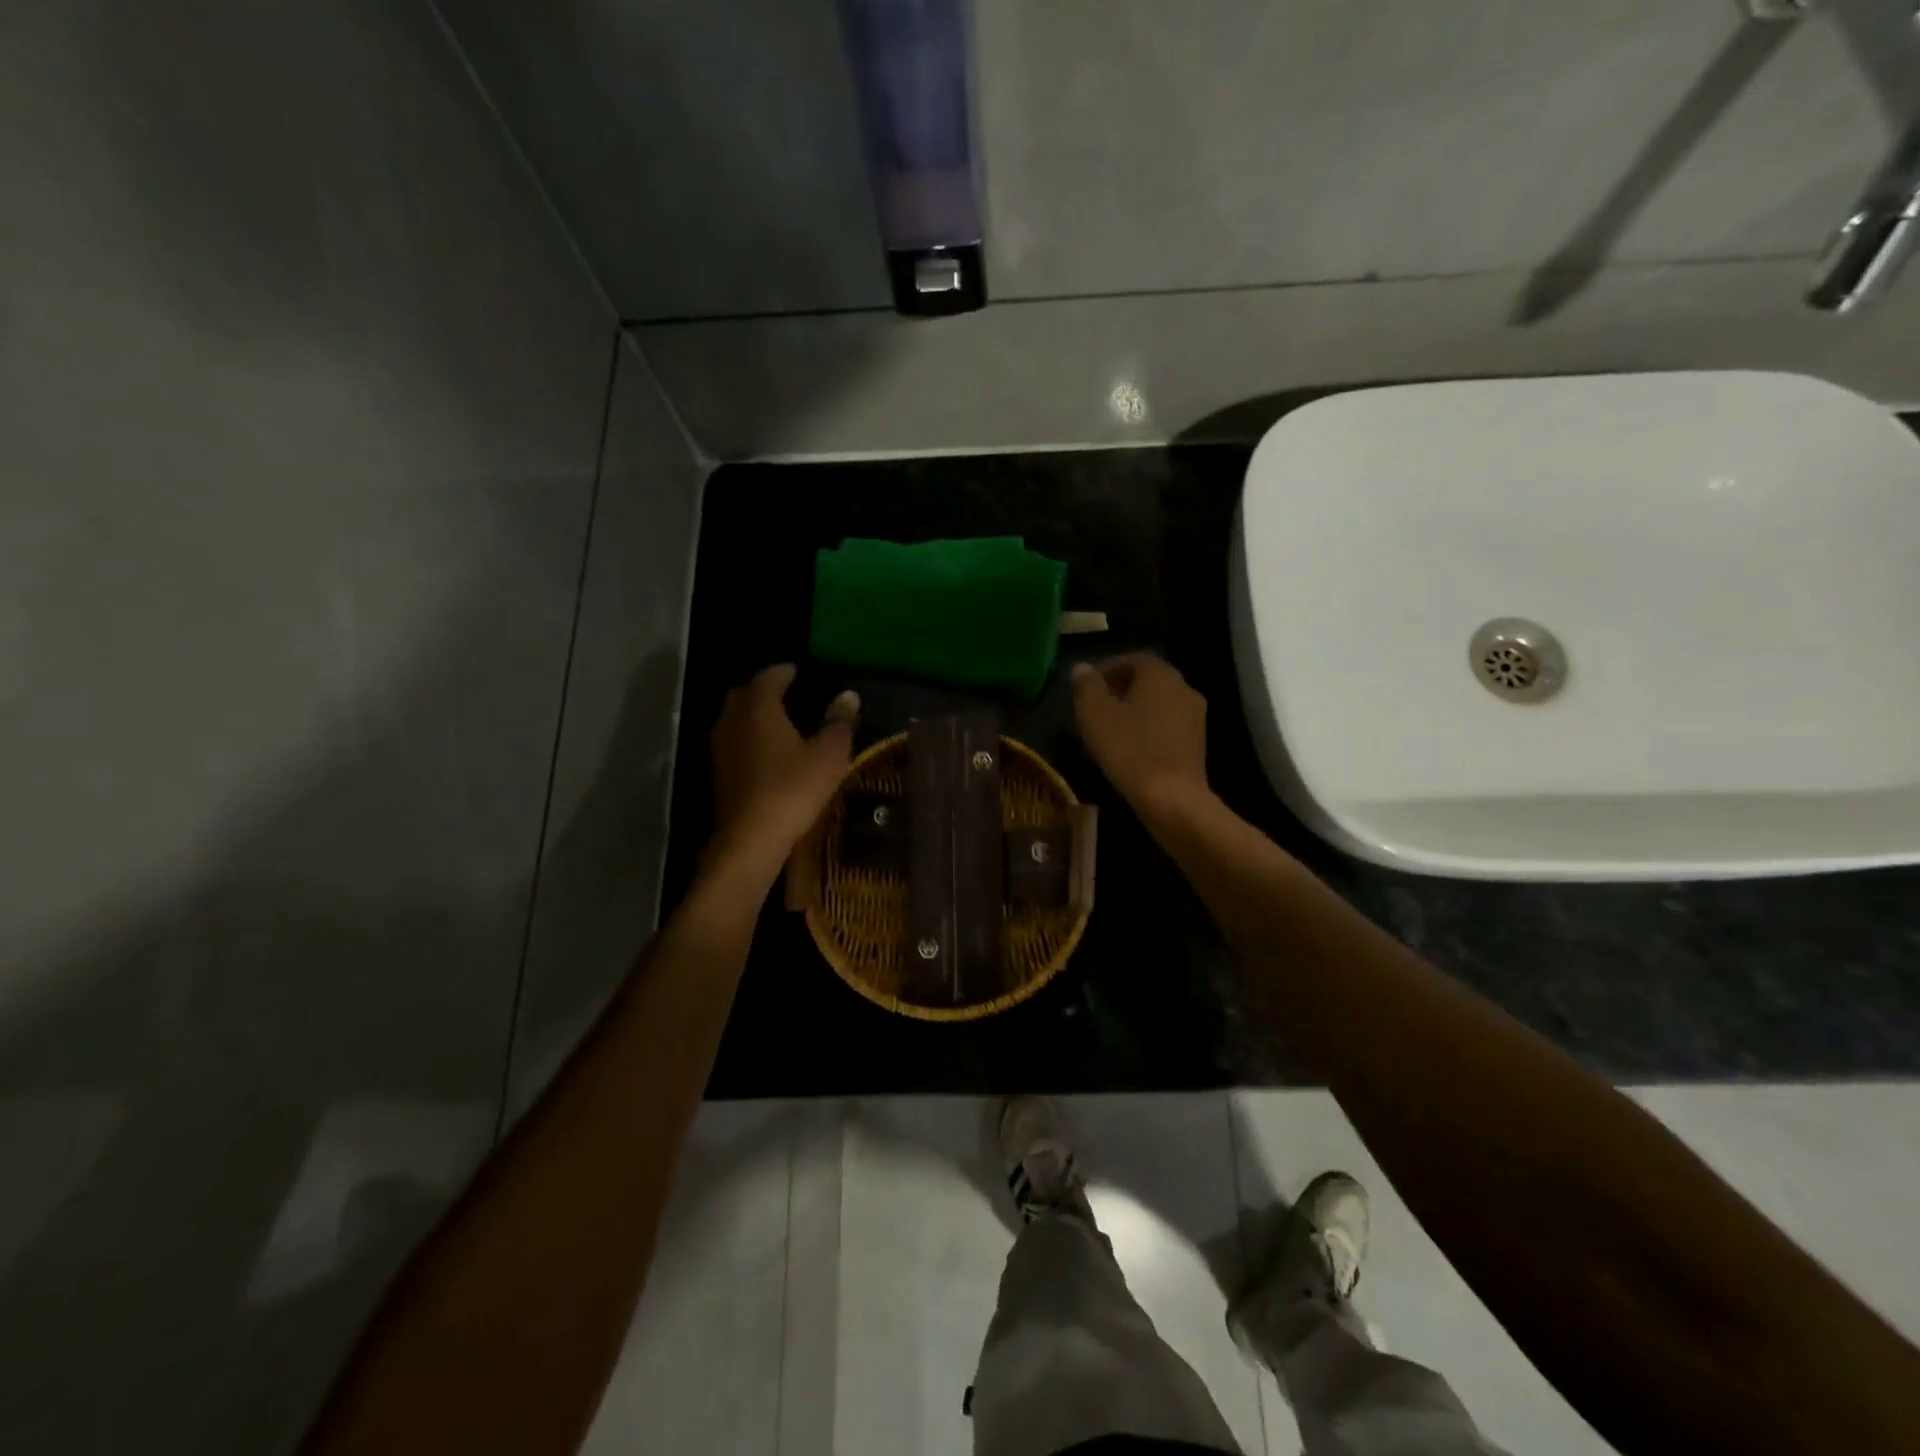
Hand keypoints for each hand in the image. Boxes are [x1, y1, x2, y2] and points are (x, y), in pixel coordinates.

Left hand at [708, 665, 858, 874]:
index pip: (768, 677)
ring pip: (735, 719)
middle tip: (786, 692)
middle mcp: (733, 720)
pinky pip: (733, 742)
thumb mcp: (828, 755)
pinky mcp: (718, 772)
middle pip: (744, 694)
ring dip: (753, 715)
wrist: (751, 838)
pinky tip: (766, 752)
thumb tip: (848, 694)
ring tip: (778, 721)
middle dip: (763, 690)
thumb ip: (839, 722)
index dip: (784, 672)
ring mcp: (721, 748)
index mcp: (759, 708)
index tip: (797, 671)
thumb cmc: (793, 788)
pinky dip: (748, 738)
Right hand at [1071, 653, 1209, 817]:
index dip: (1107, 669)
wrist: (1172, 798)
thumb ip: (1086, 686)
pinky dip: (1148, 728)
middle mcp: (1183, 687)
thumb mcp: (1095, 715)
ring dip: (1135, 709)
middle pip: (1148, 680)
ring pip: (1158, 703)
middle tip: (1095, 707)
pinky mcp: (1197, 742)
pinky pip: (1168, 724)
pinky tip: (1131, 747)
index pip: (1132, 659)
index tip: (1087, 687)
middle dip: (1120, 689)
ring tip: (1109, 729)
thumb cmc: (1129, 749)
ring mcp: (1195, 716)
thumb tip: (1082, 668)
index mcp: (1160, 674)